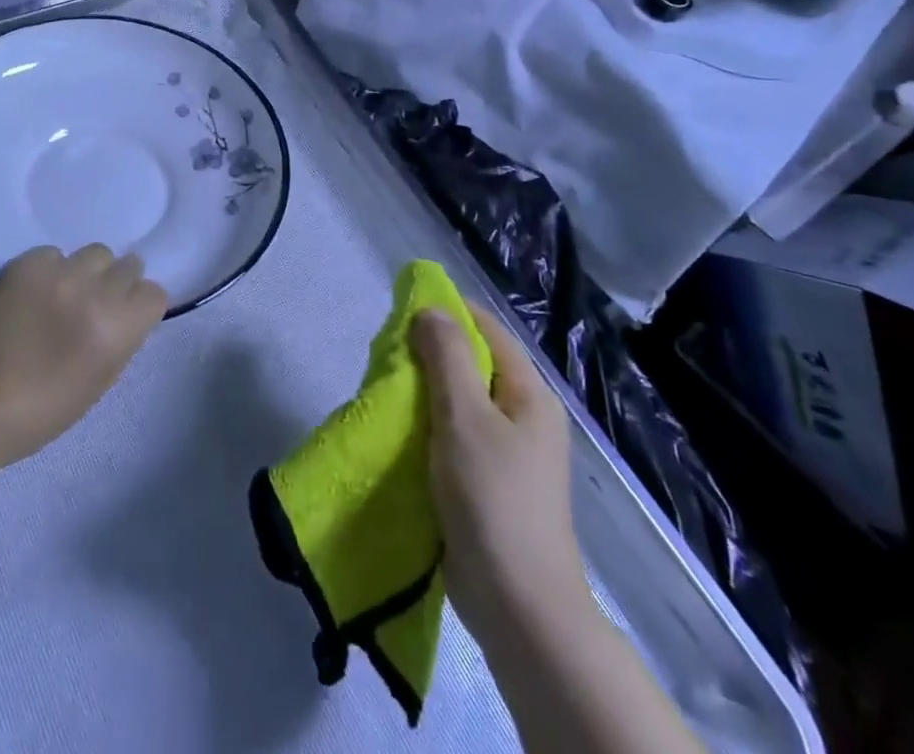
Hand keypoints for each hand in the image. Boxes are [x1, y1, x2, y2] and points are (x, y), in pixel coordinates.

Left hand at [0, 244, 167, 466]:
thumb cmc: (42, 409)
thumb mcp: (100, 381)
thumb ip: (121, 339)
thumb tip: (126, 311)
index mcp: (117, 329)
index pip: (154, 293)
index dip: (140, 306)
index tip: (125, 317)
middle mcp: (94, 293)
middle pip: (128, 265)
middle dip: (116, 284)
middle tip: (94, 303)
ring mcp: (59, 273)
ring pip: (95, 253)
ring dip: (86, 272)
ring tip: (63, 294)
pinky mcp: (26, 263)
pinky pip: (54, 254)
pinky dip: (49, 270)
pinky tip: (32, 294)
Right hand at [411, 306, 586, 645]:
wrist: (517, 605)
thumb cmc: (493, 497)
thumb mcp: (465, 416)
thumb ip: (446, 357)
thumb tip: (430, 309)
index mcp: (529, 394)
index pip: (487, 329)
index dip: (447, 312)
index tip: (401, 309)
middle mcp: (523, 416)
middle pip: (473, 364)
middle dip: (430, 353)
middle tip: (386, 354)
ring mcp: (507, 452)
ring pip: (459, 401)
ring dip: (424, 392)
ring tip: (385, 388)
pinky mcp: (487, 482)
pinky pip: (454, 436)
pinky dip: (427, 425)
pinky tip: (399, 429)